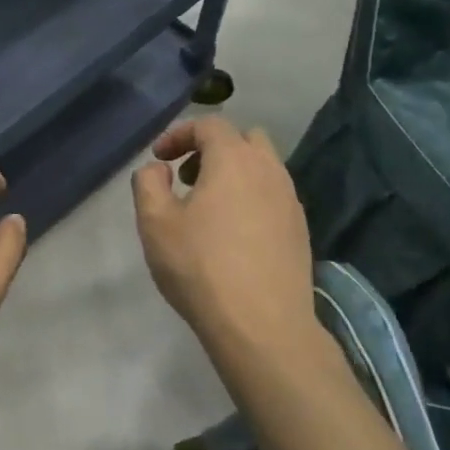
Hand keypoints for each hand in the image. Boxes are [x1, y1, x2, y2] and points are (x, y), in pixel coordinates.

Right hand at [132, 118, 320, 355]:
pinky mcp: (300, 230)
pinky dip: (251, 198)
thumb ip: (148, 183)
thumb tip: (159, 168)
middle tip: (187, 177)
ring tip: (207, 208)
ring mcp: (290, 201)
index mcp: (233, 159)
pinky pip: (274, 196)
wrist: (262, 325)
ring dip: (234, 174)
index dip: (180, 134)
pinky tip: (233, 234)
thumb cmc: (200, 266)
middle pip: (245, 139)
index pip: (209, 124)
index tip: (159, 158)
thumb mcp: (155, 222)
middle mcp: (269, 171)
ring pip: (263, 168)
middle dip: (213, 148)